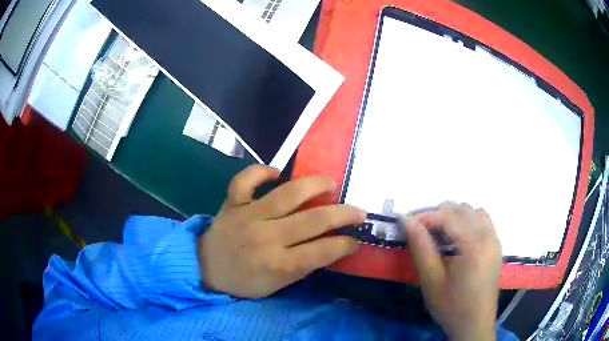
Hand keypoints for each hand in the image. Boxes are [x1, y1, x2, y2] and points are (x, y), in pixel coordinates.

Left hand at [197, 165, 364, 297]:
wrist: (206, 268)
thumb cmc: (245, 281)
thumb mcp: (278, 285)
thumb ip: (304, 266)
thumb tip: (332, 246)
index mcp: (279, 264)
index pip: (323, 251)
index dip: (346, 244)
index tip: (356, 239)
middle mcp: (266, 237)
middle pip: (314, 220)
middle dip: (344, 214)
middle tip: (358, 211)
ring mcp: (248, 216)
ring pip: (287, 194)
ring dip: (314, 185)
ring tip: (330, 183)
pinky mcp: (232, 203)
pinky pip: (245, 180)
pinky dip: (260, 171)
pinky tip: (276, 172)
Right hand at [402, 203, 501, 340]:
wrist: (474, 324)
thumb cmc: (451, 306)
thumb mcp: (431, 280)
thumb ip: (421, 247)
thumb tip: (407, 221)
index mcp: (474, 244)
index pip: (448, 216)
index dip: (425, 216)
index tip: (406, 224)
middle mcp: (488, 235)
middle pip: (461, 209)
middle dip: (438, 215)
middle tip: (421, 231)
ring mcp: (494, 239)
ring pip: (473, 212)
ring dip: (454, 216)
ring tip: (439, 234)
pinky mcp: (496, 246)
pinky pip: (483, 221)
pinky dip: (468, 222)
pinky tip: (458, 239)